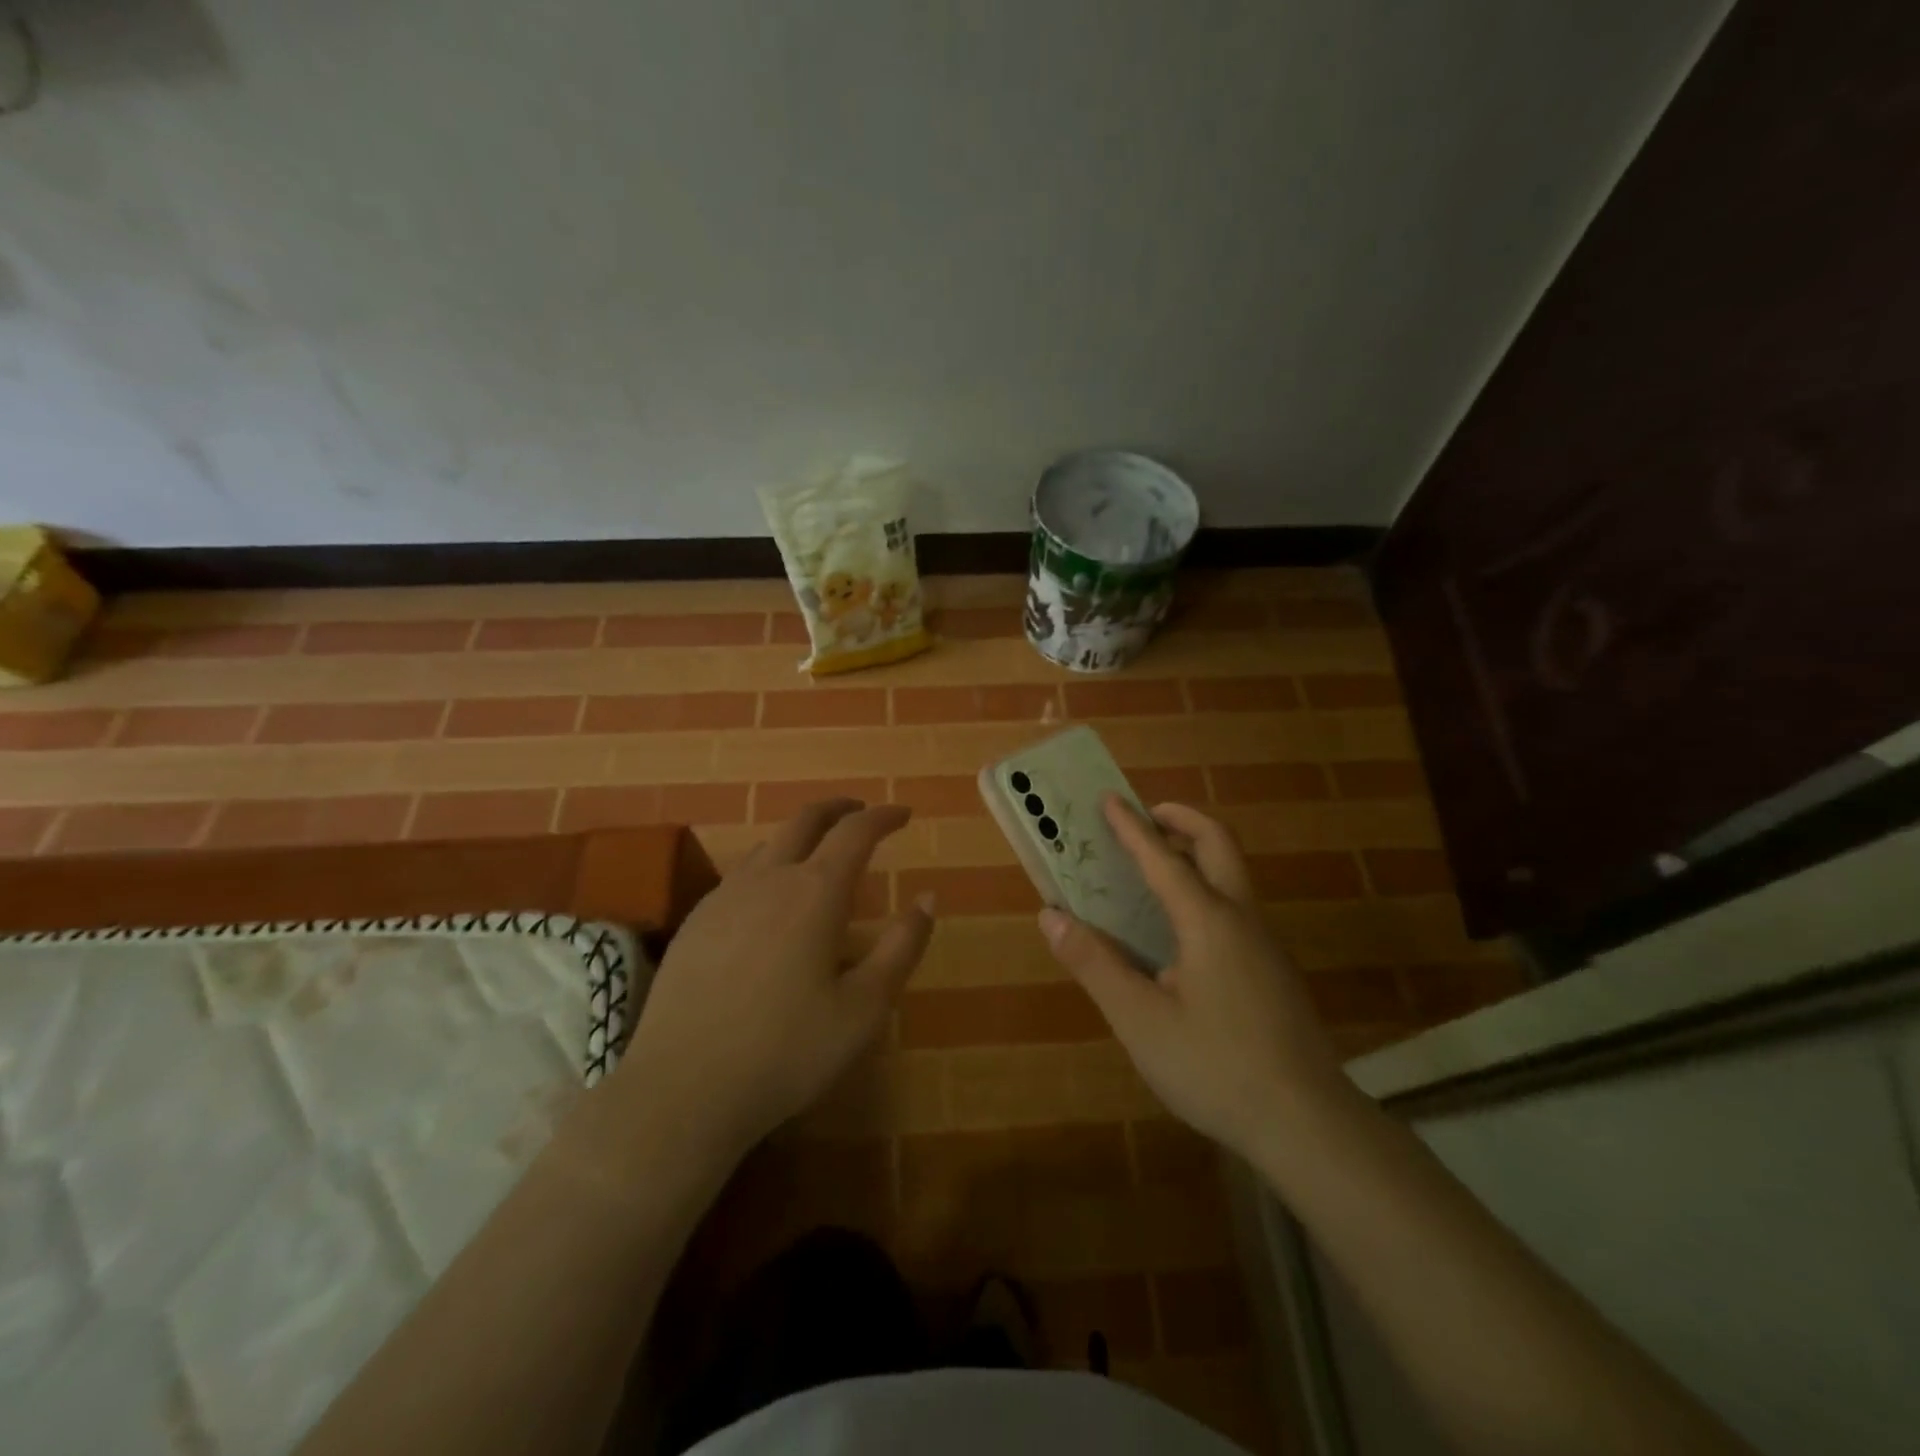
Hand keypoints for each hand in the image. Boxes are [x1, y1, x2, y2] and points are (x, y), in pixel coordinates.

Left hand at [613, 799, 932, 1159]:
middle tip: (862, 812)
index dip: (883, 817)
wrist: (682, 1088)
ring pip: (769, 843)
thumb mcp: (864, 1007)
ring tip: (819, 852)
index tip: (904, 814)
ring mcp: (725, 896)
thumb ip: (902, 947)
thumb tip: (928, 898)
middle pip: (806, 819)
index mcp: (816, 892)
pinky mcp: (695, 921)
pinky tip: (769, 898)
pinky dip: (769, 864)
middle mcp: (769, 878)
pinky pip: (740, 873)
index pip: (856, 832)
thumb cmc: (787, 1051)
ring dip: (802, 834)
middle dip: (840, 808)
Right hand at [1038, 796, 1354, 1161]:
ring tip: (1155, 866)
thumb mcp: (1140, 1019)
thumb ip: (1094, 964)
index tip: (1109, 799)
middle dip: (1182, 821)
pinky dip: (1205, 888)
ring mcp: (1264, 945)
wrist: (1306, 1125)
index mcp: (1208, 922)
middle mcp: (1242, 919)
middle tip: (1146, 817)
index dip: (1131, 828)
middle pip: (1219, 845)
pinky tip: (1181, 931)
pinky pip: (1235, 907)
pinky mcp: (1272, 971)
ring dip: (1195, 853)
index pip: (1162, 859)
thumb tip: (1051, 916)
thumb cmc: (1215, 1067)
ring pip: (1232, 876)